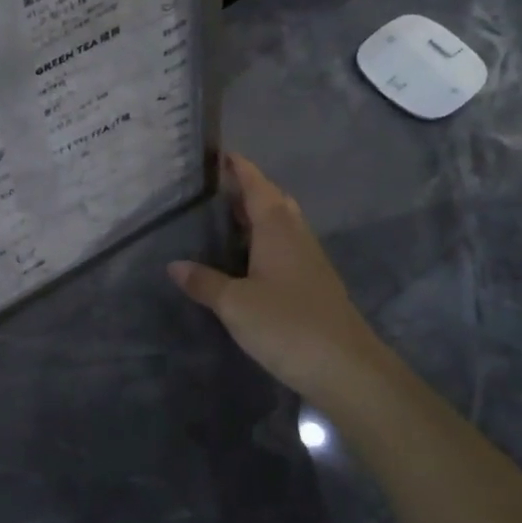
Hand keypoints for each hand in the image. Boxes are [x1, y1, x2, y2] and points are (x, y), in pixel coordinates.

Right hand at [168, 153, 395, 411]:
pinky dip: (264, 242)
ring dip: (257, 216)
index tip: (221, 153)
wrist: (347, 370)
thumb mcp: (235, 304)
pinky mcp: (314, 285)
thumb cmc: (287, 325)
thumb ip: (204, 282)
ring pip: (282, 225)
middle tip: (216, 188)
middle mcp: (296, 237)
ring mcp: (310, 261)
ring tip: (224, 218)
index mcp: (277, 230)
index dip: (240, 168)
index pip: (258, 186)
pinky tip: (246, 259)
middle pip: (273, 201)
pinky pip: (285, 248)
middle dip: (248, 189)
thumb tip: (174, 265)